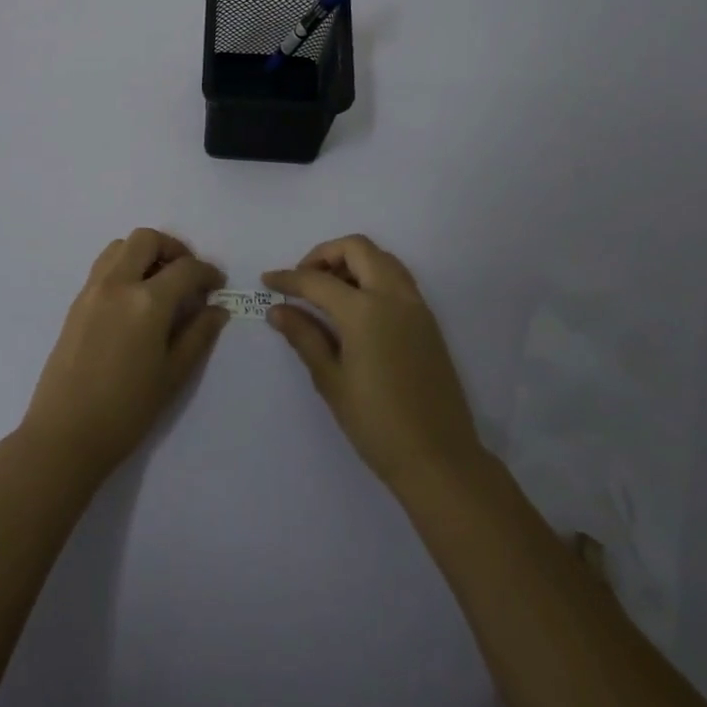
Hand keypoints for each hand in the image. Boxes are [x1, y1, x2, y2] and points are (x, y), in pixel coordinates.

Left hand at [20, 229, 228, 483]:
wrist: (65, 434)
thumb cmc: (127, 410)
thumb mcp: (173, 374)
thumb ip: (198, 335)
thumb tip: (217, 308)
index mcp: (147, 301)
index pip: (185, 269)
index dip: (208, 272)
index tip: (218, 284)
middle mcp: (118, 283)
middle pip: (147, 240)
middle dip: (173, 248)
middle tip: (188, 274)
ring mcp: (92, 290)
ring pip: (121, 246)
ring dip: (145, 252)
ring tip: (160, 282)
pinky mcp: (76, 302)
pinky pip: (104, 266)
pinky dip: (124, 266)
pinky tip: (134, 299)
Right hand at [264, 235, 483, 490]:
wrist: (439, 458)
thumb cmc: (377, 423)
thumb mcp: (331, 381)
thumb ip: (305, 336)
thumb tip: (278, 310)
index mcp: (365, 310)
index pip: (317, 280)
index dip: (288, 278)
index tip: (267, 281)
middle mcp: (393, 296)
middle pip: (357, 248)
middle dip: (324, 255)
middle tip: (303, 280)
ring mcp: (416, 305)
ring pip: (381, 257)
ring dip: (352, 261)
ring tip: (328, 291)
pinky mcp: (428, 320)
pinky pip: (397, 278)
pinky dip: (372, 275)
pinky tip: (356, 307)